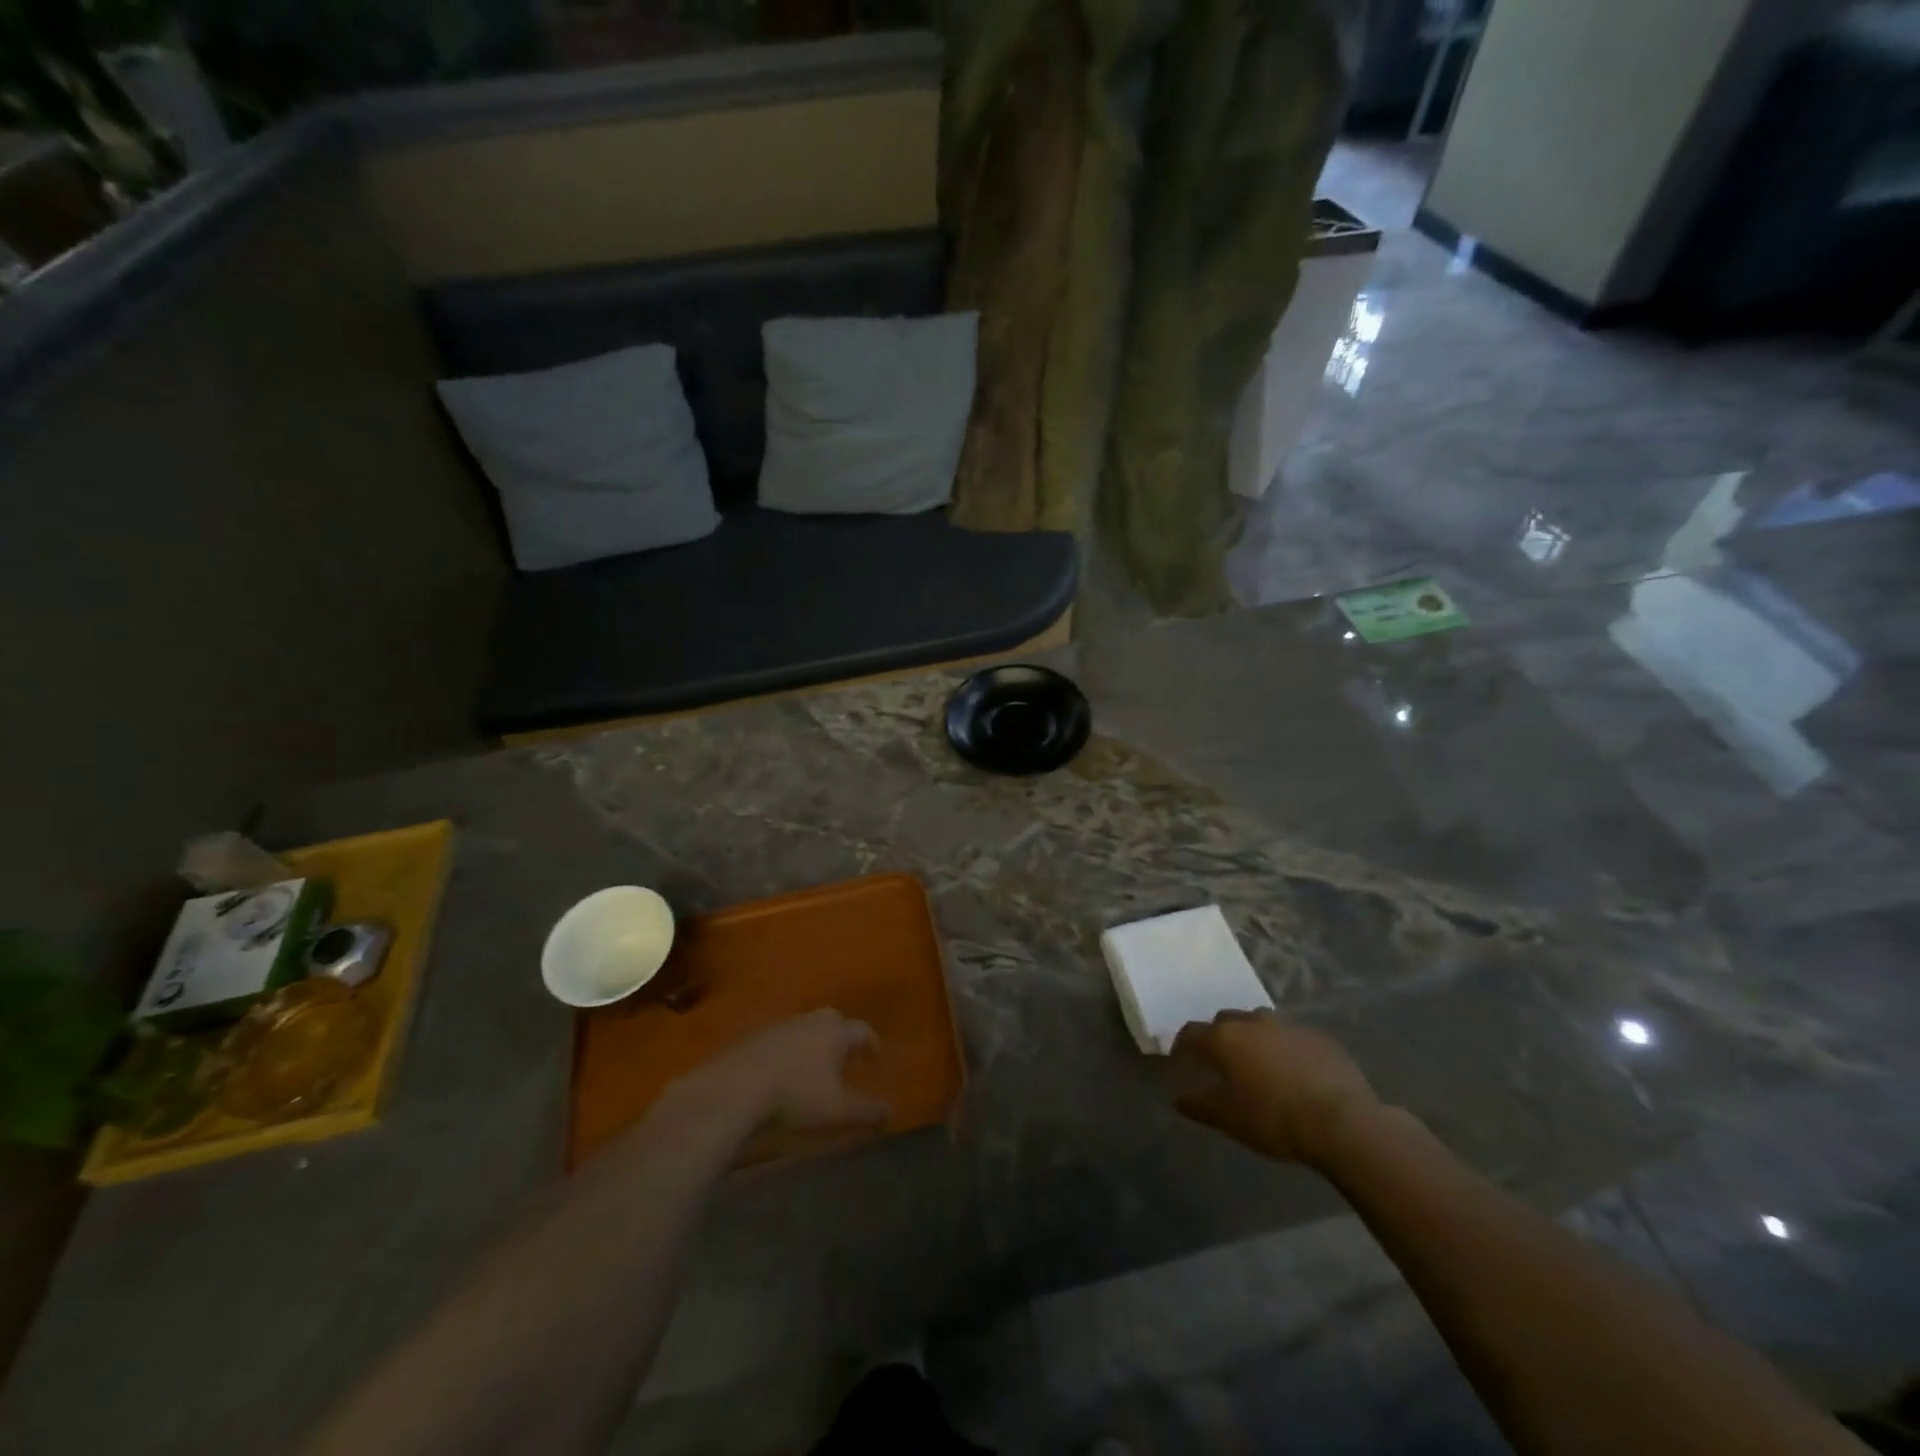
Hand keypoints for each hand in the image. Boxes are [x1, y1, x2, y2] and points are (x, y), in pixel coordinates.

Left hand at [674, 1009, 891, 1133]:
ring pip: (802, 1027)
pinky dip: (785, 1050)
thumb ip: (867, 1111)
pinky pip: (776, 1039)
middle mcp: (808, 1021)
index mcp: (834, 1033)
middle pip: (831, 1020)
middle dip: (841, 1035)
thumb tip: (890, 1110)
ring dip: (811, 1042)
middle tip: (844, 1056)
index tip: (874, 1057)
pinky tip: (779, 1071)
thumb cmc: (795, 1097)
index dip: (871, 1043)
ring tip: (811, 1066)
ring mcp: (777, 1026)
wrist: (734, 1090)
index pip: (861, 1030)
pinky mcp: (750, 1037)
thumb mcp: (838, 1111)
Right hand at [1172, 1010, 1380, 1167]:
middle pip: (1226, 1021)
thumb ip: (1199, 1105)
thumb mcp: (1229, 1119)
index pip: (1192, 1033)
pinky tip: (1294, 1072)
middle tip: (1221, 1061)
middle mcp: (1253, 1022)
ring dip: (1254, 1038)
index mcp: (1225, 1038)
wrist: (1342, 1122)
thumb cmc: (1274, 1119)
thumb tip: (1178, 1098)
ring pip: (1261, 1024)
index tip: (1180, 1060)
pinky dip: (1285, 1048)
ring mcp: (1289, 1026)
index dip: (1182, 1045)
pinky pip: (1293, 1037)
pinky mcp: (1319, 1037)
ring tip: (1259, 1064)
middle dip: (1219, 1036)